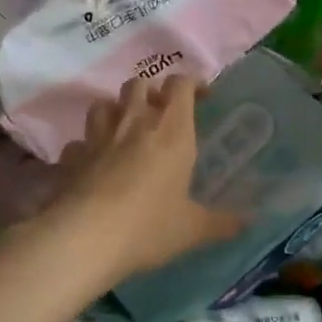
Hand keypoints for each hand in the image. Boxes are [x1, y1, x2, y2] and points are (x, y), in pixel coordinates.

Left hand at [42, 76, 244, 281]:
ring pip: (103, 104)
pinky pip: (79, 142)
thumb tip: (250, 221)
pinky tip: (93, 164)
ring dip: (116, 110)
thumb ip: (222, 223)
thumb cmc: (148, 227)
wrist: (84, 239)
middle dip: (151, 91)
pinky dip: (87, 147)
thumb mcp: (192, 230)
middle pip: (139, 84)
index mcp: (171, 132)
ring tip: (125, 130)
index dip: (192, 83)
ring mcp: (97, 137)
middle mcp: (133, 123)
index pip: (180, 85)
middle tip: (161, 113)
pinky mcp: (71, 157)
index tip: (202, 97)